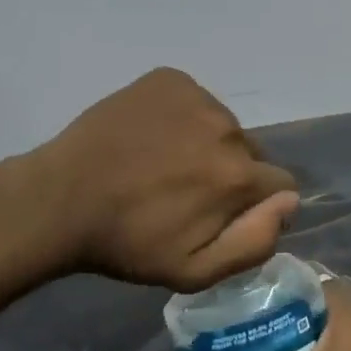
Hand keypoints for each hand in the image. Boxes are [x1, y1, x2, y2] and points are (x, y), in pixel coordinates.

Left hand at [29, 68, 298, 291]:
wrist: (60, 199)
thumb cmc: (128, 243)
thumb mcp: (194, 271)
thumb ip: (254, 242)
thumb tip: (290, 202)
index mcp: (237, 175)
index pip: (281, 183)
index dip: (258, 204)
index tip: (223, 213)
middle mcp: (226, 127)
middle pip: (250, 152)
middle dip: (231, 171)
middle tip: (185, 190)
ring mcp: (196, 97)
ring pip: (222, 124)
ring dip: (206, 142)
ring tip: (163, 162)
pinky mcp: (168, 79)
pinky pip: (194, 100)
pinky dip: (182, 116)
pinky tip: (150, 136)